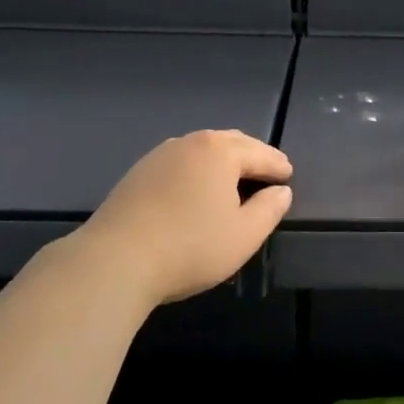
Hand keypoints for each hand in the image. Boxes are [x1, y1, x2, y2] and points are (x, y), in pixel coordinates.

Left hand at [71, 131, 292, 305]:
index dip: (278, 165)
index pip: (260, 153)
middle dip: (251, 156)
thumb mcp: (244, 235)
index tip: (288, 176)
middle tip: (266, 173)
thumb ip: (269, 209)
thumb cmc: (191, 246)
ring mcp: (159, 156)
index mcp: (220, 151)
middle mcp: (189, 143)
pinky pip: (179, 164)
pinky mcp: (137, 174)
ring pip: (201, 151)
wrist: (115, 260)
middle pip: (230, 143)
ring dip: (222, 162)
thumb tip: (280, 191)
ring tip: (233, 180)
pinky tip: (196, 190)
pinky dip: (196, 171)